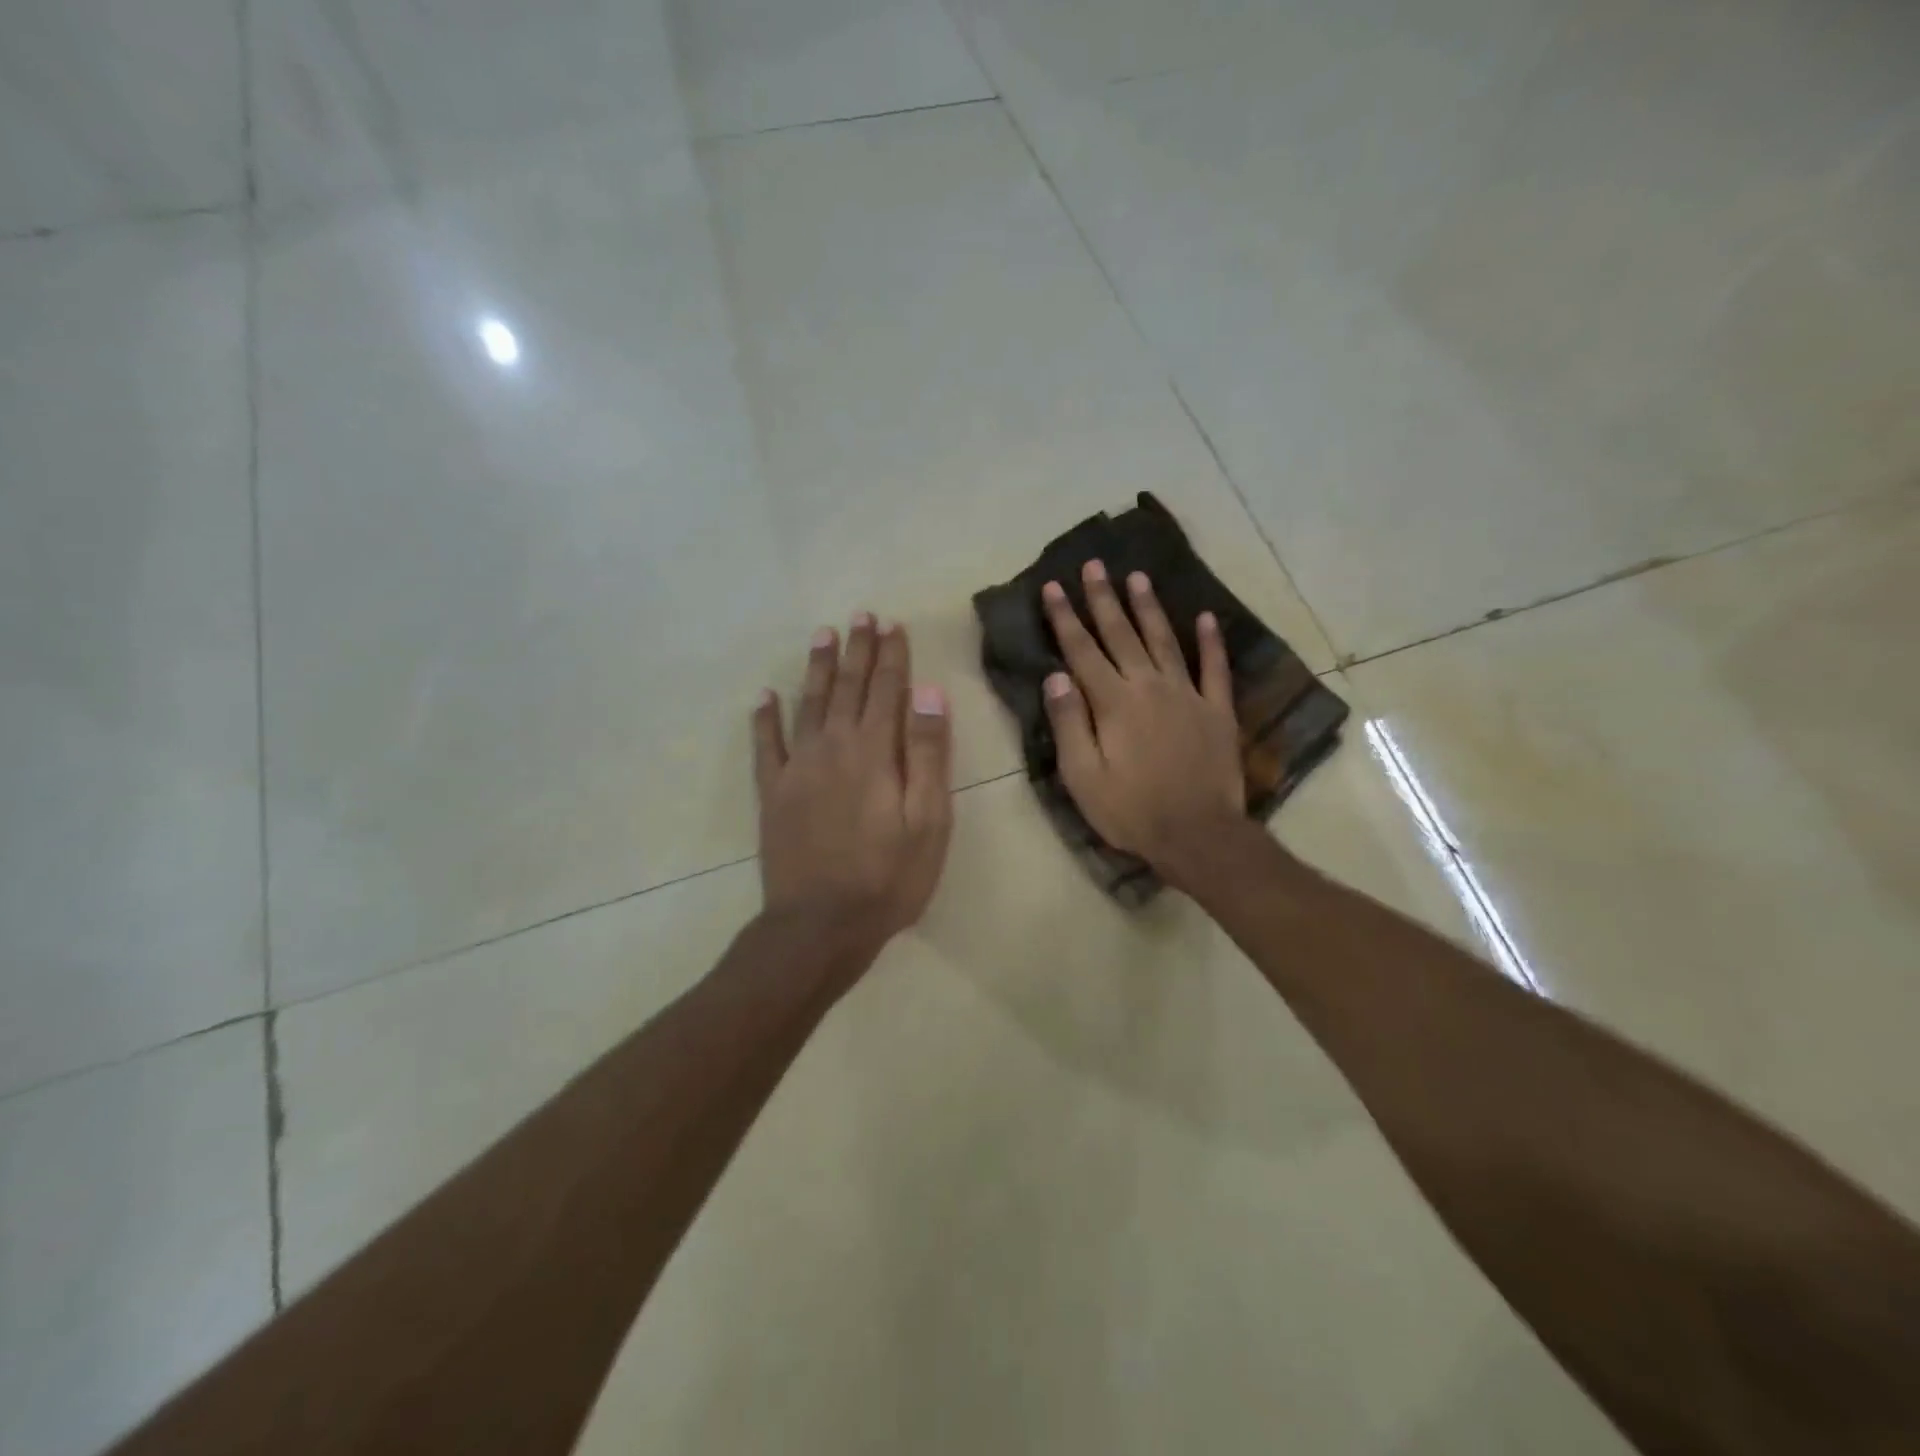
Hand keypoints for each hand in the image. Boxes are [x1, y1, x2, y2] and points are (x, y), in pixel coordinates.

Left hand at [753, 614, 953, 961]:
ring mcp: (797, 768)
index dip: (892, 656)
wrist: (820, 926)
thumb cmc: (888, 877)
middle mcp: (832, 747)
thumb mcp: (928, 819)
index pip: (887, 690)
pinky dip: (764, 718)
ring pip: (808, 704)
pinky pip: (765, 746)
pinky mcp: (773, 793)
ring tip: (822, 635)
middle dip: (856, 650)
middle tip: (860, 616)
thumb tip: (928, 693)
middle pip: (846, 687)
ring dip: (816, 668)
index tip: (893, 625)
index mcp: (874, 752)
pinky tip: (764, 697)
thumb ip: (927, 754)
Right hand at [1041, 561, 1244, 882]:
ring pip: (1165, 640)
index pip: (1082, 651)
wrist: (1198, 835)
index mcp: (1113, 703)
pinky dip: (1212, 642)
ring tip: (1138, 577)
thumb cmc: (1131, 811)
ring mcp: (1187, 695)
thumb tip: (1056, 676)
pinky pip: (1215, 668)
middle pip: (1122, 635)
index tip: (1053, 587)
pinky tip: (1207, 617)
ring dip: (1149, 608)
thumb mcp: (1083, 776)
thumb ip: (1070, 723)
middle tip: (1094, 565)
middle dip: (1104, 599)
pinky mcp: (1217, 710)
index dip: (1065, 618)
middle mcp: (1149, 687)